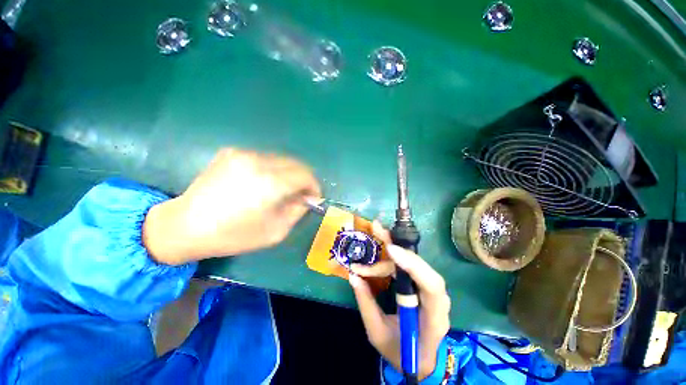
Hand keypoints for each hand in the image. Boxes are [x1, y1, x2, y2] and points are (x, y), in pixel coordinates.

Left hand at [143, 148, 320, 264]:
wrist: (184, 225)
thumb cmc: (233, 235)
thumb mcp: (275, 231)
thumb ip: (297, 211)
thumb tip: (308, 198)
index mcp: (271, 183)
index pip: (306, 175)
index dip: (314, 186)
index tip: (313, 197)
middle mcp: (259, 162)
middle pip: (296, 164)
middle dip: (303, 179)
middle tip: (300, 195)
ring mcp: (244, 154)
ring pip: (281, 160)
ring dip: (288, 174)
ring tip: (281, 190)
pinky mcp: (232, 153)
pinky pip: (264, 159)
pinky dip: (271, 170)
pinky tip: (261, 184)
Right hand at [348, 221, 450, 379]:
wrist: (419, 360)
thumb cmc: (401, 352)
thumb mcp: (378, 333)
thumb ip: (366, 304)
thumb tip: (353, 276)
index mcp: (433, 319)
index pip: (431, 287)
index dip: (413, 265)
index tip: (391, 250)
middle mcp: (437, 301)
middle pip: (423, 268)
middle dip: (399, 247)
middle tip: (377, 229)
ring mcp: (431, 291)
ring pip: (413, 263)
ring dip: (392, 250)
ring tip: (373, 238)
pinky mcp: (422, 284)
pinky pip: (409, 265)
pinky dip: (394, 256)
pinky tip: (382, 247)